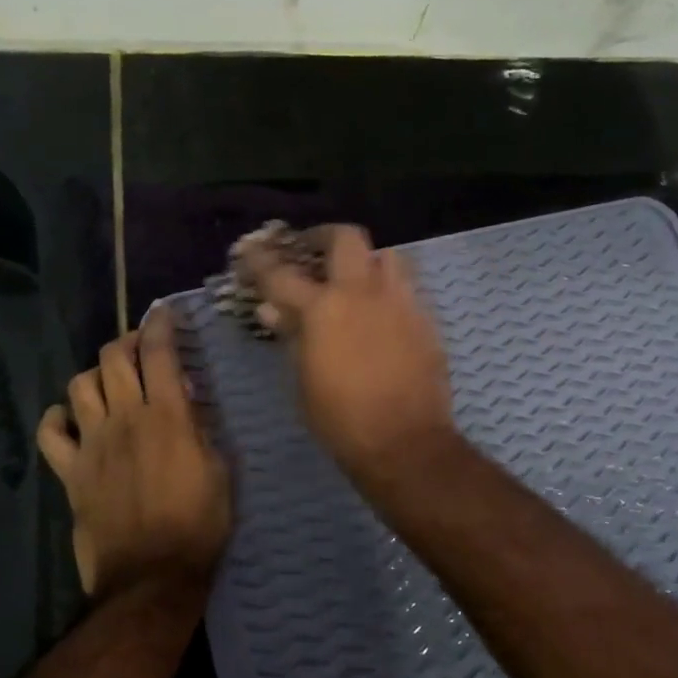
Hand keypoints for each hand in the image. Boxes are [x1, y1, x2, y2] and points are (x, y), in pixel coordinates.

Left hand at [36, 309, 230, 601]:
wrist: (153, 576)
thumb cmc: (199, 524)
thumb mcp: (220, 471)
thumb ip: (202, 428)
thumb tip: (188, 398)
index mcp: (168, 416)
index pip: (159, 352)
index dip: (160, 324)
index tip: (164, 313)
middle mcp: (125, 419)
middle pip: (113, 358)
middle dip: (127, 342)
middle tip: (140, 349)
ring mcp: (92, 444)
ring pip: (80, 385)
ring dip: (96, 375)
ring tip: (110, 383)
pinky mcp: (71, 471)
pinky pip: (51, 432)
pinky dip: (57, 417)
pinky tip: (70, 417)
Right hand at [241, 224, 458, 483]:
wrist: (404, 442)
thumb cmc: (340, 418)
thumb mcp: (303, 379)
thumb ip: (291, 336)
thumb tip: (274, 310)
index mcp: (323, 308)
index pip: (281, 273)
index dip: (261, 259)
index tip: (251, 250)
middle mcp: (363, 292)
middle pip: (346, 238)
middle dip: (324, 236)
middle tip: (312, 249)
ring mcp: (401, 301)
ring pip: (387, 255)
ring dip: (366, 259)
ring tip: (355, 277)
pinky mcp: (426, 319)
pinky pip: (408, 287)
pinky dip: (389, 289)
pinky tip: (382, 311)